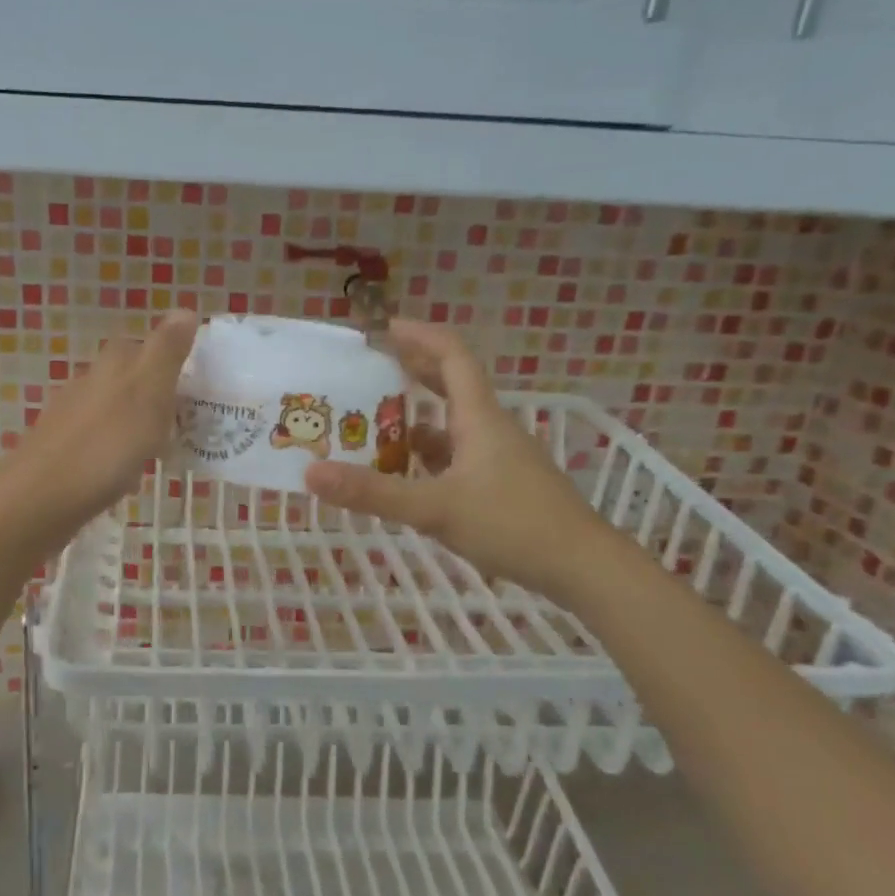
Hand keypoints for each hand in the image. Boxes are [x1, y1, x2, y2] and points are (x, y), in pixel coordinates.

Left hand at [0, 310, 199, 548]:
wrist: (41, 498)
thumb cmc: (106, 444)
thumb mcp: (148, 392)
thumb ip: (167, 351)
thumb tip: (185, 308)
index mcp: (113, 364)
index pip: (146, 345)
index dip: (171, 362)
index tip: (195, 388)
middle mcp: (88, 381)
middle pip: (130, 379)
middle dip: (156, 398)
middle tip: (184, 425)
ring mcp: (71, 416)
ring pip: (115, 411)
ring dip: (138, 427)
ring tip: (161, 453)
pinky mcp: (61, 449)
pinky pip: (101, 443)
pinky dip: (118, 453)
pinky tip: (126, 477)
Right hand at [303, 320, 617, 605]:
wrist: (584, 567)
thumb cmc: (513, 525)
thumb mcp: (435, 508)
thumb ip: (373, 492)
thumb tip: (310, 473)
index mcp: (478, 416)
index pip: (450, 354)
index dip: (417, 334)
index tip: (381, 328)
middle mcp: (489, 427)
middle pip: (450, 383)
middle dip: (410, 372)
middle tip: (367, 372)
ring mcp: (499, 457)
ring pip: (451, 424)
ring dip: (414, 419)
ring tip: (371, 427)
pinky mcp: (502, 484)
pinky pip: (456, 456)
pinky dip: (427, 456)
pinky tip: (405, 476)